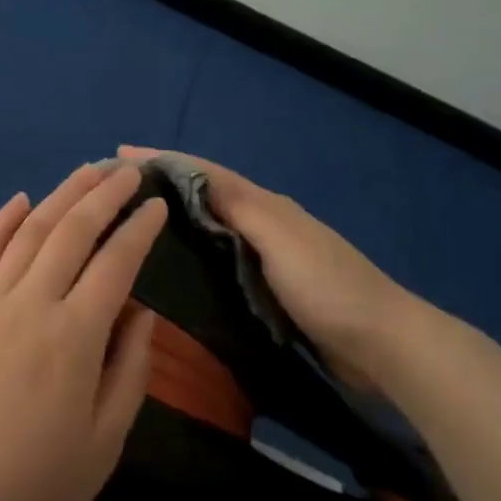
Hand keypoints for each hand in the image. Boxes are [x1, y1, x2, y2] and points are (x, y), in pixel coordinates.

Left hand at [0, 164, 166, 500]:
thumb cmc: (31, 488)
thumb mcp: (103, 446)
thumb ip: (129, 371)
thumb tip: (141, 312)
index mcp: (74, 337)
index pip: (116, 263)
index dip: (139, 228)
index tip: (157, 205)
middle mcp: (31, 303)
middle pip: (73, 230)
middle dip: (105, 194)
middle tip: (128, 170)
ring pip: (29, 231)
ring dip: (61, 194)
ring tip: (87, 171)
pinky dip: (2, 221)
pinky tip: (20, 199)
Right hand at [118, 146, 419, 383]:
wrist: (383, 344)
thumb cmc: (327, 286)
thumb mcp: (279, 236)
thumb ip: (237, 205)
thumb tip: (190, 175)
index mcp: (264, 204)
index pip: (203, 173)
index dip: (162, 160)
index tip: (118, 156)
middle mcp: (263, 222)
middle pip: (204, 194)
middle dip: (162, 185)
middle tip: (117, 191)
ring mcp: (268, 256)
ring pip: (211, 226)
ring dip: (175, 217)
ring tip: (134, 222)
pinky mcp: (269, 289)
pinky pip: (221, 258)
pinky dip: (194, 250)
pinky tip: (175, 265)